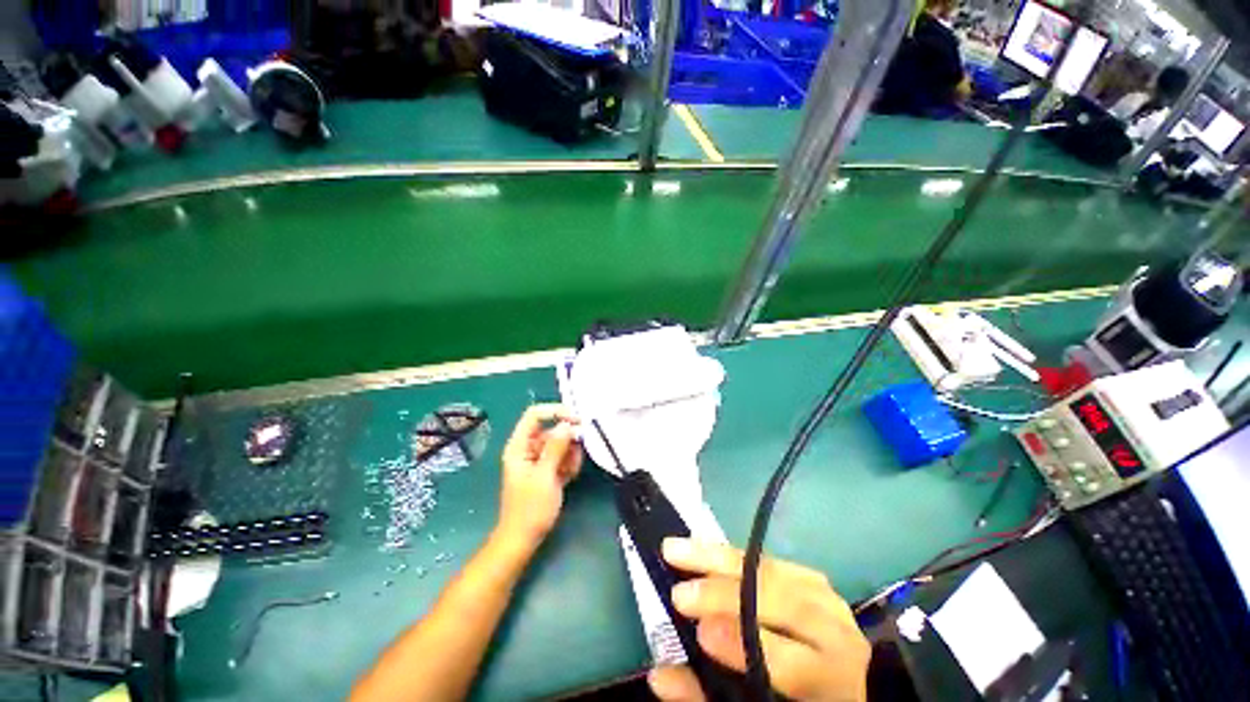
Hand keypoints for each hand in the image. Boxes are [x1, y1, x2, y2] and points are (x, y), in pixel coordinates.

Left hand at [496, 404, 582, 548]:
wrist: (523, 539)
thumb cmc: (530, 509)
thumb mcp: (545, 476)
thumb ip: (556, 447)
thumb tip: (567, 425)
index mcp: (519, 446)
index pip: (535, 415)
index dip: (555, 412)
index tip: (576, 420)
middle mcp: (528, 449)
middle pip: (551, 429)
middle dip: (567, 439)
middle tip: (577, 454)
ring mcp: (538, 460)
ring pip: (560, 443)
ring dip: (570, 454)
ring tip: (571, 471)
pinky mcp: (547, 470)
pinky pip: (562, 456)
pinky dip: (569, 463)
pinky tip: (570, 477)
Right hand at [647, 539, 870, 701]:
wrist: (849, 681)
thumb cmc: (796, 697)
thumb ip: (707, 695)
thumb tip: (660, 676)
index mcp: (829, 679)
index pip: (789, 661)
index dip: (743, 643)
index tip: (699, 631)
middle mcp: (834, 633)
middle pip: (780, 600)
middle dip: (725, 592)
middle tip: (679, 589)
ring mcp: (826, 598)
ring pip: (771, 569)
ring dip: (719, 558)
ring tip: (679, 549)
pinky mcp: (814, 578)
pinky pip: (769, 559)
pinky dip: (735, 555)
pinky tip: (707, 549)